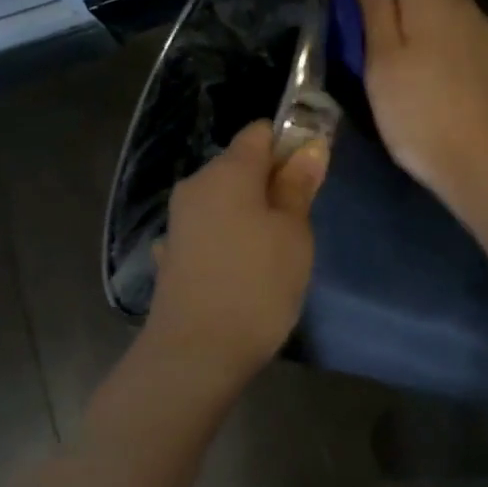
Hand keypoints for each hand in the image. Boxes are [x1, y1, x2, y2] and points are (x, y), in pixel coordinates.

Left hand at [141, 121, 328, 398]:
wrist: (194, 354)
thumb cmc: (256, 284)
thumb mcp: (293, 233)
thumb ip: (299, 186)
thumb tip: (310, 148)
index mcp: (227, 172)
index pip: (260, 132)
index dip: (291, 143)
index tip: (313, 173)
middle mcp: (196, 186)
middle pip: (241, 164)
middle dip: (273, 181)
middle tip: (302, 219)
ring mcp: (180, 221)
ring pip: (226, 198)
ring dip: (253, 211)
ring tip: (276, 251)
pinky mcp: (173, 253)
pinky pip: (211, 228)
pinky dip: (230, 236)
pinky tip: (242, 268)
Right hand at [348, 0, 487, 207]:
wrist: (476, 161)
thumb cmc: (415, 111)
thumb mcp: (381, 58)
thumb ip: (373, 2)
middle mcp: (464, 3)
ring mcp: (487, 30)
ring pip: (450, 1)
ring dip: (424, 1)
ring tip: (398, 21)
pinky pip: (465, 27)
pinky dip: (444, 27)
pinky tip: (434, 51)